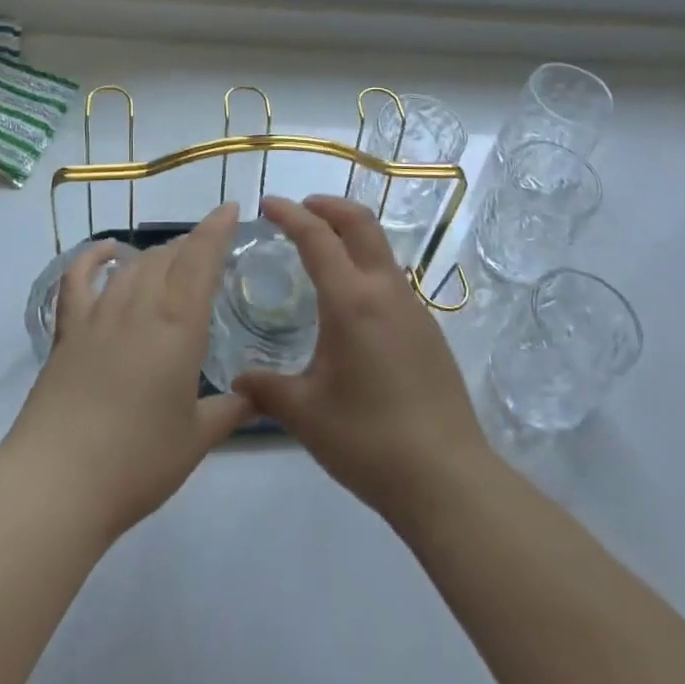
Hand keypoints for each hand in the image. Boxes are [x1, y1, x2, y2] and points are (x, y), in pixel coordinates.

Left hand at [0, 204, 252, 542]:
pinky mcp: (68, 331)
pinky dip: (93, 258)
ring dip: (155, 255)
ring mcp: (99, 315)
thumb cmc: (137, 462)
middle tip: (208, 252)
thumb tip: (254, 399)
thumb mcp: (195, 440)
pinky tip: (107, 253)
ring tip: (170, 259)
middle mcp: (140, 307)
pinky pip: (79, 280)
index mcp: (178, 325)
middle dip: (191, 245)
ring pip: (133, 266)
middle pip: (167, 257)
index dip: (217, 229)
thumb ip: (228, 412)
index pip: (201, 259)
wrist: (57, 482)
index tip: (230, 209)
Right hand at [235, 195, 489, 524]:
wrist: (447, 478)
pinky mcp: (428, 329)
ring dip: (350, 234)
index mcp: (351, 300)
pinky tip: (351, 302)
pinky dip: (365, 265)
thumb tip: (236, 381)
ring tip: (321, 252)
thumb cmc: (368, 440)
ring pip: (380, 248)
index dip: (290, 214)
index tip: (267, 204)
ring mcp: (413, 307)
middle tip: (299, 210)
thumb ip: (265, 389)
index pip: (317, 237)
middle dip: (327, 205)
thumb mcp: (305, 414)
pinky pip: (391, 278)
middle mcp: (385, 291)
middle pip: (360, 222)